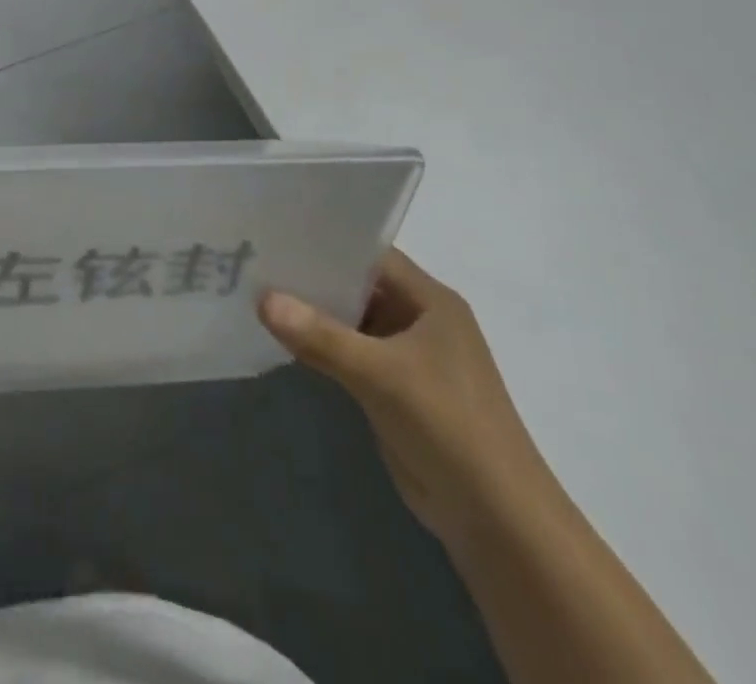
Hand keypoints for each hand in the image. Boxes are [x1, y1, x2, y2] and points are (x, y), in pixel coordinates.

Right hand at [260, 248, 551, 546]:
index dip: (326, 242)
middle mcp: (419, 319)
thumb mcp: (381, 374)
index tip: (277, 234)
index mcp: (430, 300)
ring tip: (257, 293)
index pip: (370, 254)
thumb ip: (320, 336)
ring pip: (351, 321)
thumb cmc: (449, 426)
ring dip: (313, 314)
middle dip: (312, 277)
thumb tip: (261, 298)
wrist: (498, 522)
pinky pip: (350, 354)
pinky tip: (282, 339)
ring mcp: (408, 356)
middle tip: (256, 262)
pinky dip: (321, 346)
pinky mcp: (395, 389)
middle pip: (358, 285)